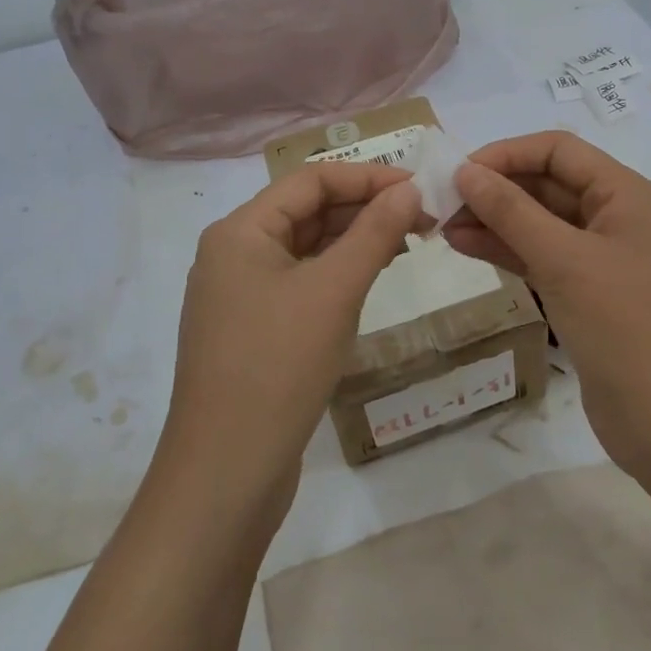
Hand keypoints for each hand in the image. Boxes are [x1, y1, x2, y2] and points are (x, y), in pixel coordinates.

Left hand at [162, 163, 423, 513]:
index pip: (310, 180)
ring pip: (305, 248)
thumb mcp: (333, 292)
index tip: (419, 188)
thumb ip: (373, 233)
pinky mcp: (253, 330)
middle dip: (365, 208)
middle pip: (306, 211)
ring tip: (408, 243)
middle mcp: (234, 254)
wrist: (226, 473)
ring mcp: (240, 295)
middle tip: (424, 219)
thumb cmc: (278, 367)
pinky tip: (372, 278)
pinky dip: (337, 273)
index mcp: (240, 231)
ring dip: (355, 240)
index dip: (367, 177)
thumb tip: (408, 190)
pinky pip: (301, 282)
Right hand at [444, 131, 650, 475]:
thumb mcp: (563, 260)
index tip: (459, 172)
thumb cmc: (624, 326)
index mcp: (624, 194)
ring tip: (442, 228)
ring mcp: (600, 258)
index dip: (507, 154)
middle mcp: (614, 217)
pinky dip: (505, 250)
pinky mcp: (586, 293)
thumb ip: (511, 211)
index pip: (558, 150)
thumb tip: (465, 171)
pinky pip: (540, 256)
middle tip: (442, 203)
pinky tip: (465, 247)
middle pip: (546, 184)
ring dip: (493, 220)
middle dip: (495, 189)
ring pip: (539, 222)